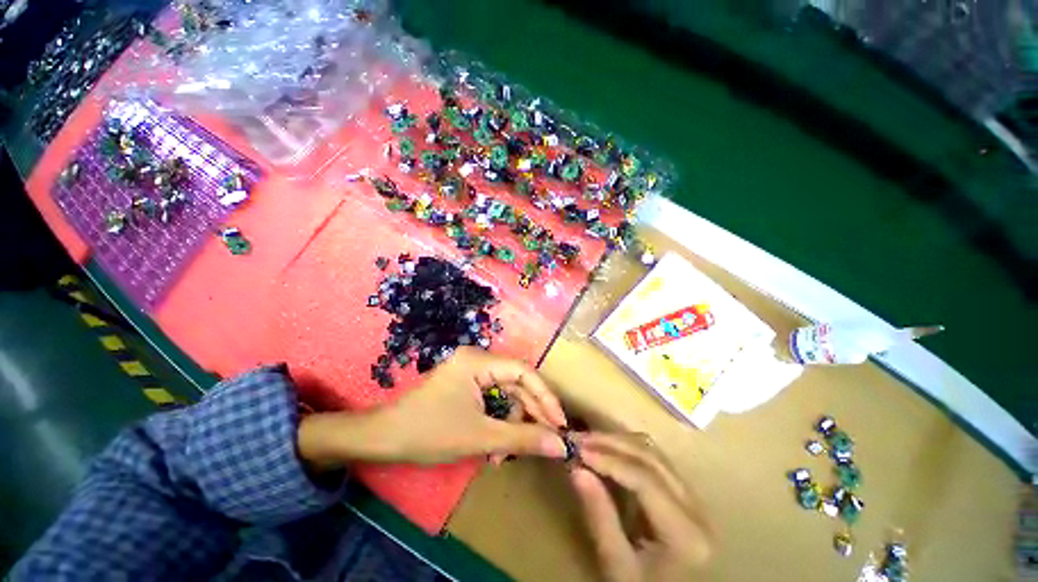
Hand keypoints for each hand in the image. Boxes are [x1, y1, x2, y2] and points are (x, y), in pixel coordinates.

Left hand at [299, 347, 568, 466]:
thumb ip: (523, 439)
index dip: (545, 396)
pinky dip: (499, 421)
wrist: (384, 440)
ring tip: (510, 454)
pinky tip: (497, 447)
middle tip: (546, 441)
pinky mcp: (466, 386)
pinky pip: (493, 400)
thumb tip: (560, 446)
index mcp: (479, 361)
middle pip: (516, 382)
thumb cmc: (430, 433)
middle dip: (531, 412)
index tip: (560, 423)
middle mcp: (477, 360)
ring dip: (513, 422)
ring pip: (506, 394)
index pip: (523, 371)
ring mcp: (471, 372)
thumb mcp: (481, 437)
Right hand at [569, 433, 712, 581]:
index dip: (609, 459)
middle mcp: (697, 509)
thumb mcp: (618, 566)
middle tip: (578, 439)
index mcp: (685, 533)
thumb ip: (599, 517)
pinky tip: (608, 450)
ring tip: (588, 441)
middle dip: (611, 443)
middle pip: (651, 458)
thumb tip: (577, 469)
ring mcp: (694, 498)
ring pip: (654, 453)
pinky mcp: (685, 494)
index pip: (645, 479)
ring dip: (618, 442)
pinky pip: (655, 460)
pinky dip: (628, 450)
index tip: (578, 449)